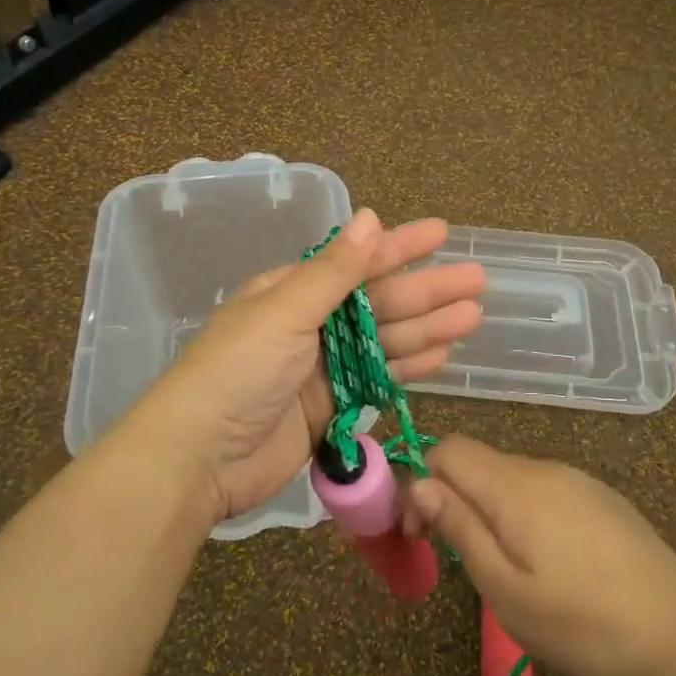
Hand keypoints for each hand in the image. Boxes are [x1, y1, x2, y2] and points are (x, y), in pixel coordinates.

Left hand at [135, 209, 485, 525]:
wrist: (199, 458)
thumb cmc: (238, 372)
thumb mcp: (284, 312)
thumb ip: (334, 272)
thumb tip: (370, 217)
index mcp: (291, 291)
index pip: (356, 262)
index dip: (400, 247)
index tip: (442, 233)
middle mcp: (309, 324)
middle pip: (378, 302)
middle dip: (426, 291)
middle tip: (477, 281)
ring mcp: (321, 369)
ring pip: (385, 341)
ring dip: (427, 328)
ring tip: (472, 317)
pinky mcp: (331, 408)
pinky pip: (378, 380)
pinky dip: (408, 367)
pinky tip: (442, 356)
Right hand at [401, 435, 675, 675]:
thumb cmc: (583, 624)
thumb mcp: (506, 590)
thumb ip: (460, 528)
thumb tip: (420, 484)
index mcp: (514, 487)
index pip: (448, 450)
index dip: (422, 483)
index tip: (422, 535)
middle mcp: (543, 468)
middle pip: (478, 462)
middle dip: (452, 498)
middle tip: (458, 559)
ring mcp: (576, 479)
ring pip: (509, 476)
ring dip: (488, 508)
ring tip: (505, 568)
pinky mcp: (599, 496)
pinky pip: (543, 489)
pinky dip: (523, 513)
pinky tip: (548, 562)